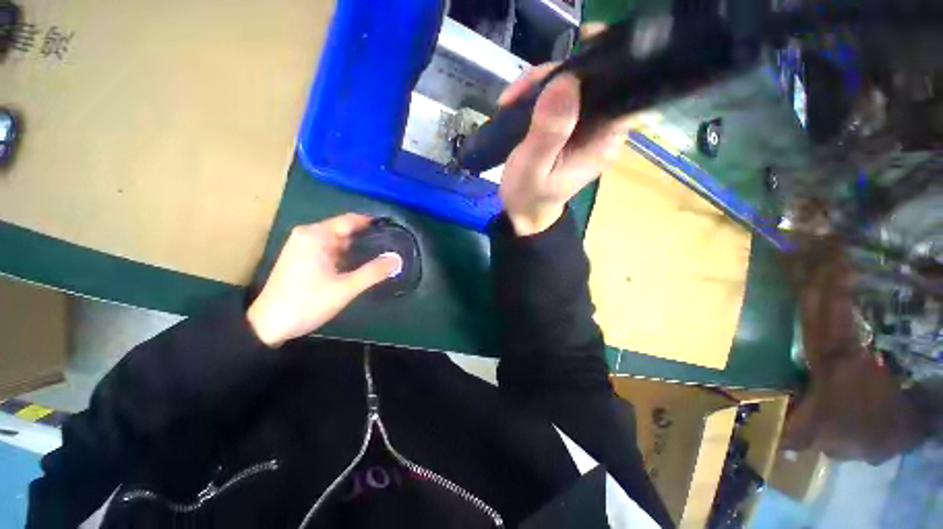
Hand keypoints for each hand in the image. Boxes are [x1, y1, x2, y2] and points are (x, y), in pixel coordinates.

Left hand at [247, 214, 401, 346]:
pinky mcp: (301, 257)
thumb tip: (398, 260)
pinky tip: (359, 263)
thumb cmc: (307, 303)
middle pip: (345, 229)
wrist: (268, 325)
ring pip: (338, 240)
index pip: (351, 220)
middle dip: (367, 237)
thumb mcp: (345, 288)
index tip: (394, 229)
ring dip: (357, 247)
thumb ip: (374, 272)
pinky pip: (330, 248)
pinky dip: (345, 254)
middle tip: (392, 245)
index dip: (374, 223)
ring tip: (382, 254)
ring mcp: (303, 245)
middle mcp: (308, 234)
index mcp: (317, 235)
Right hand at [498, 62, 631, 235]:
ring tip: (512, 99)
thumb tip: (565, 83)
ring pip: (572, 86)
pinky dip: (536, 94)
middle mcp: (600, 128)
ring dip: (541, 84)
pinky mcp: (567, 126)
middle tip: (521, 91)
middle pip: (592, 81)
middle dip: (557, 76)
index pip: (619, 89)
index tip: (571, 60)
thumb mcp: (533, 168)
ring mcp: (583, 126)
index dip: (601, 66)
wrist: (522, 212)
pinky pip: (557, 98)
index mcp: (603, 140)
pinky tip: (517, 102)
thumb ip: (549, 133)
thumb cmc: (529, 197)